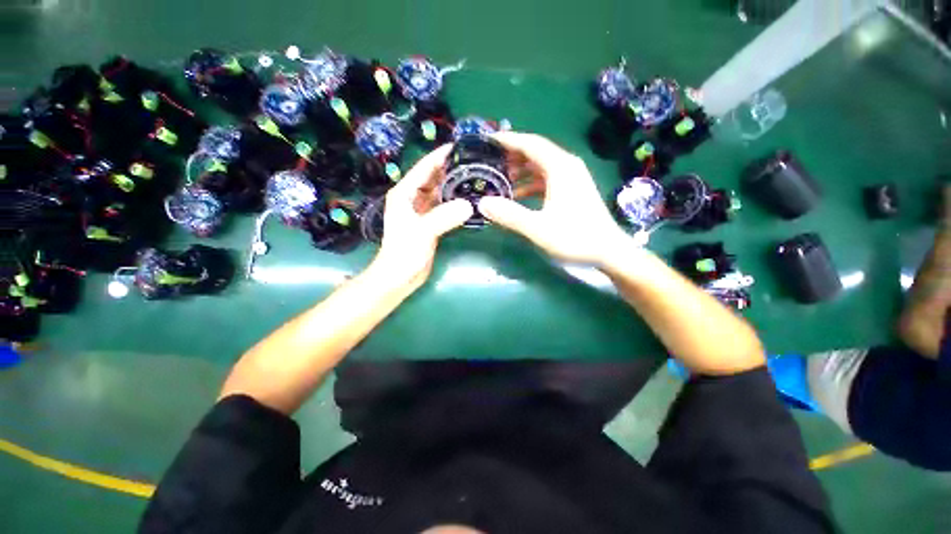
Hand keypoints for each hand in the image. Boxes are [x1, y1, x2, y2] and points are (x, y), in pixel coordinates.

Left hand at [368, 145, 473, 289]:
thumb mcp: (422, 232)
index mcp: (404, 193)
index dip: (440, 156)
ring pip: (440, 192)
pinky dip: (455, 202)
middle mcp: (412, 198)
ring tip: (475, 177)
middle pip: (433, 178)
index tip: (460, 146)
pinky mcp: (430, 223)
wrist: (400, 277)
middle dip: (450, 169)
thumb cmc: (404, 252)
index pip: (424, 168)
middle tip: (474, 162)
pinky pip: (444, 207)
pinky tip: (469, 200)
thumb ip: (444, 216)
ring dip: (454, 186)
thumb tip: (469, 205)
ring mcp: (422, 211)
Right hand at [478, 132, 630, 265]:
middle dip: (512, 156)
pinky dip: (531, 184)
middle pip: (536, 152)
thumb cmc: (575, 237)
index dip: (508, 140)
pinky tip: (519, 196)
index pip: (530, 144)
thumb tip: (483, 203)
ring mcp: (572, 178)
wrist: (608, 251)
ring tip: (502, 181)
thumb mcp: (538, 228)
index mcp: (560, 167)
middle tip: (491, 163)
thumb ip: (510, 215)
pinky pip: (547, 179)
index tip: (488, 140)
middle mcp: (567, 166)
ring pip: (541, 167)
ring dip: (521, 171)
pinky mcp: (573, 190)